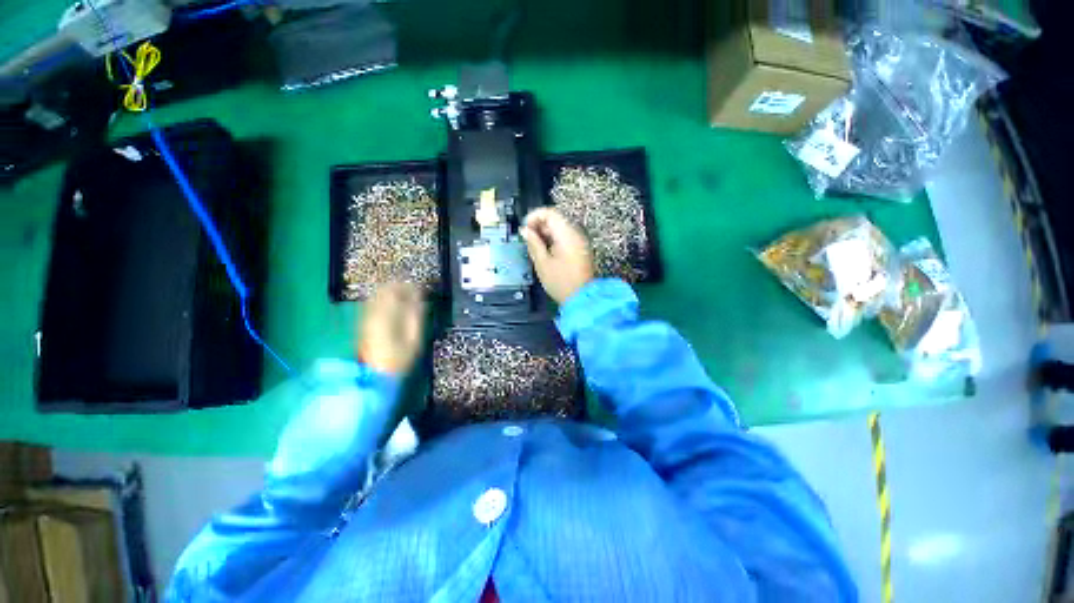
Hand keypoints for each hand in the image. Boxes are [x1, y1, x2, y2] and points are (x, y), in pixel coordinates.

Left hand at [357, 282, 425, 374]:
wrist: (375, 375)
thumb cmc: (399, 358)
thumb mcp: (414, 339)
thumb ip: (416, 317)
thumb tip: (420, 301)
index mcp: (386, 315)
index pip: (396, 291)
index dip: (409, 286)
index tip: (420, 288)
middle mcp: (373, 313)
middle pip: (383, 290)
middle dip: (399, 286)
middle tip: (413, 289)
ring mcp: (366, 318)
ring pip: (377, 295)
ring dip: (391, 292)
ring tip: (405, 296)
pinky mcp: (364, 324)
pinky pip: (374, 304)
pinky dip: (385, 300)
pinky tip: (394, 305)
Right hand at [521, 207, 594, 303]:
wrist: (582, 298)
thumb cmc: (562, 282)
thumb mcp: (542, 263)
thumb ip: (533, 243)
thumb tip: (525, 231)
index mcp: (567, 234)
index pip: (550, 212)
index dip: (534, 216)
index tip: (524, 228)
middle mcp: (576, 233)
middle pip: (556, 219)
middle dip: (539, 225)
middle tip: (527, 239)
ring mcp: (580, 241)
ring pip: (560, 228)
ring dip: (546, 233)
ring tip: (535, 247)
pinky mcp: (581, 249)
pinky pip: (566, 237)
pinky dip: (554, 240)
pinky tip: (546, 252)